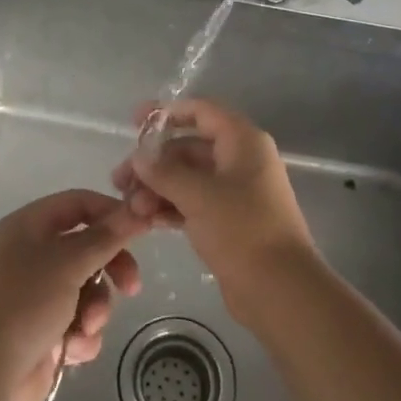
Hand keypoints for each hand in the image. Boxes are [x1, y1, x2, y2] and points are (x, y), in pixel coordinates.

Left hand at [0, 190, 147, 400]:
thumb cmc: (23, 303)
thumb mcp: (69, 262)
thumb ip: (107, 236)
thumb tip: (139, 209)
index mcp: (30, 227)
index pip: (79, 204)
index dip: (111, 213)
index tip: (142, 230)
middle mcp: (33, 255)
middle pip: (89, 248)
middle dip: (112, 268)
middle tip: (131, 287)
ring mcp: (38, 294)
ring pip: (88, 289)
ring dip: (96, 309)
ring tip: (86, 327)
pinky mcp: (44, 330)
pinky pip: (79, 322)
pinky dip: (81, 335)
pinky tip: (72, 349)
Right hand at [111, 99, 315, 323]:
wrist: (279, 289)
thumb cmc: (242, 229)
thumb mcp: (198, 195)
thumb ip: (164, 172)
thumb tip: (139, 156)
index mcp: (242, 141)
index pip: (201, 112)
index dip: (167, 113)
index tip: (134, 122)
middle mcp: (240, 160)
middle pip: (189, 148)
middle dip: (154, 163)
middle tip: (120, 181)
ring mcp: (236, 192)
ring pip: (188, 178)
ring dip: (158, 188)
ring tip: (130, 208)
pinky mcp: (229, 220)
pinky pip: (194, 202)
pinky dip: (171, 207)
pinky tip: (145, 220)